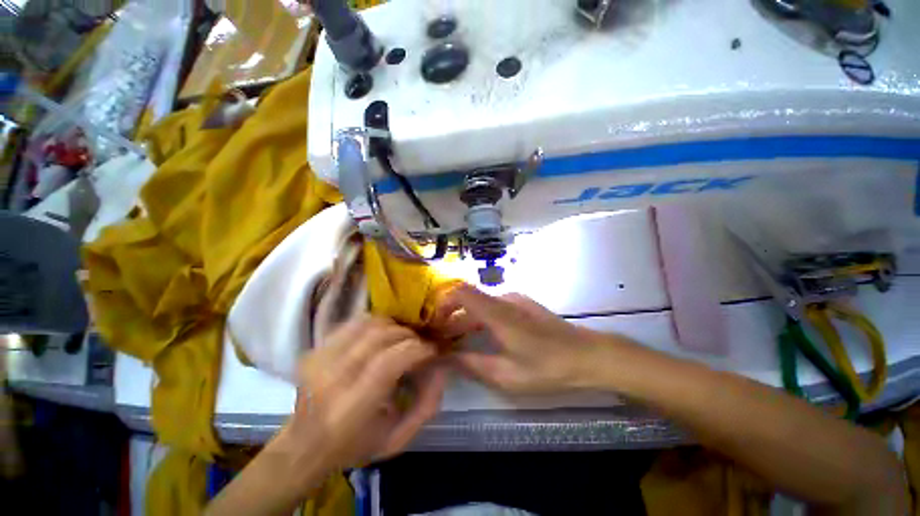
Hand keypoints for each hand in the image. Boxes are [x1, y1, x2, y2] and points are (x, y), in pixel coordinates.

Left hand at [277, 315, 446, 471]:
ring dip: (393, 327)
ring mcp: (319, 359)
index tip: (432, 350)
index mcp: (351, 408)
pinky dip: (376, 324)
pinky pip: (354, 323)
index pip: (389, 361)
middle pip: (379, 336)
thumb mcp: (398, 439)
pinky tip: (383, 336)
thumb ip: (426, 405)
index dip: (417, 349)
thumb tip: (441, 367)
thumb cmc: (355, 447)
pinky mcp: (315, 349)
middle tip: (420, 344)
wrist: (304, 445)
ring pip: (368, 323)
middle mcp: (331, 378)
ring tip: (402, 339)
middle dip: (408, 335)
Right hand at [435, 284, 614, 393]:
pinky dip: (477, 320)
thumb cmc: (548, 367)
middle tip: (438, 342)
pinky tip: (477, 338)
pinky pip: (491, 307)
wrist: (587, 355)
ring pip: (478, 305)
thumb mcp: (507, 375)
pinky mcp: (520, 305)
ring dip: (463, 321)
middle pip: (466, 300)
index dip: (441, 304)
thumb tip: (444, 358)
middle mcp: (503, 299)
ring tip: (453, 344)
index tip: (433, 327)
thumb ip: (472, 364)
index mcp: (498, 312)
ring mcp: (513, 300)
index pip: (460, 292)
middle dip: (449, 319)